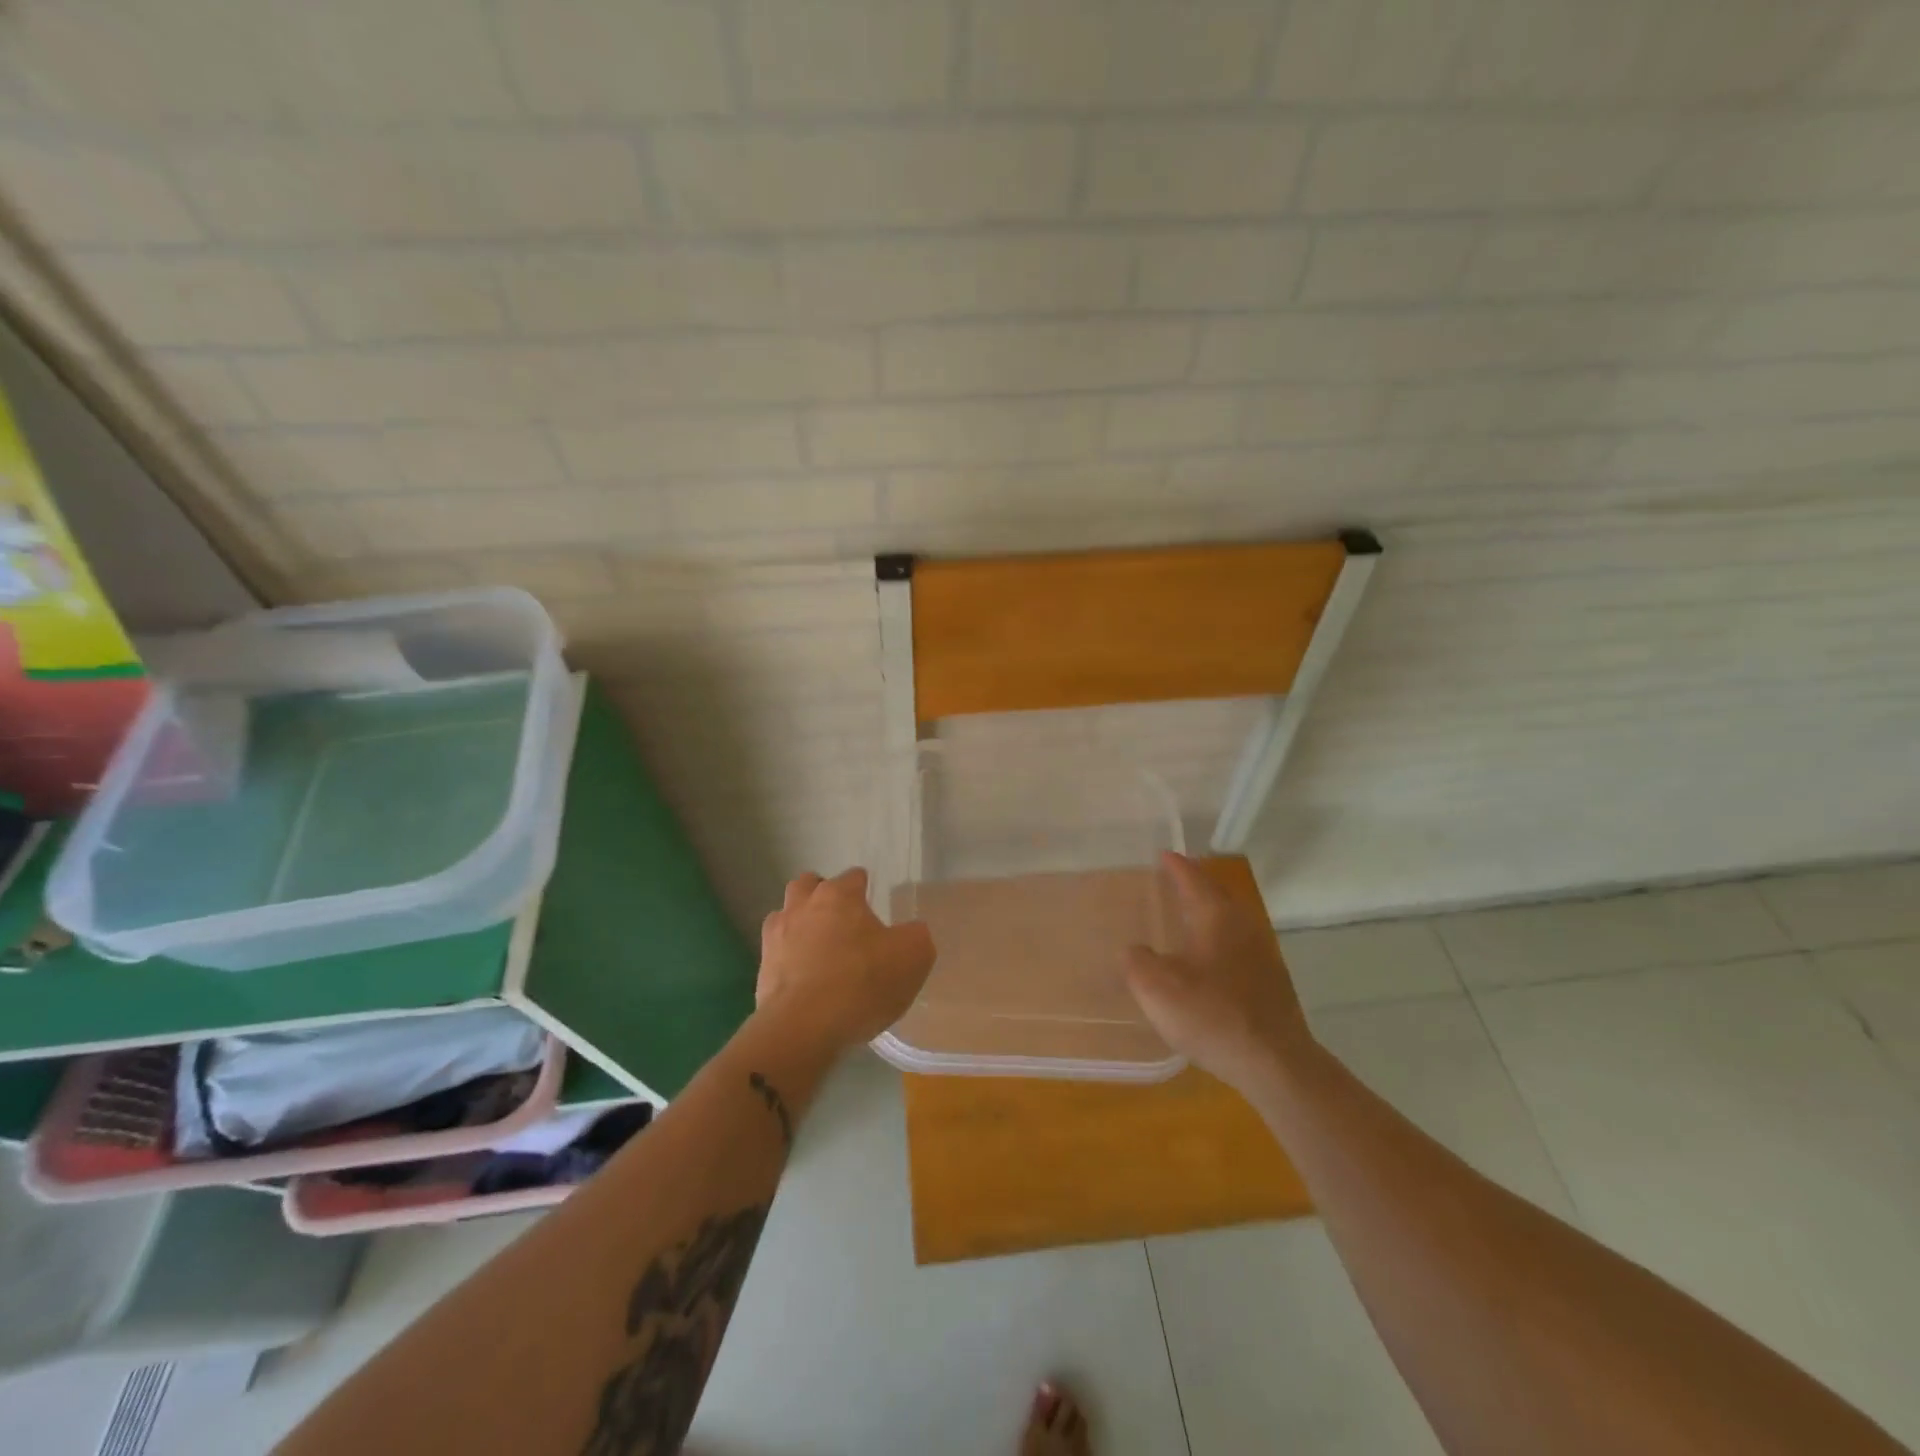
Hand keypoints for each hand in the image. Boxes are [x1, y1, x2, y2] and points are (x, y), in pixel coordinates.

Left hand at [756, 868, 935, 1055]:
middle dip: (821, 893)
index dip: (864, 887)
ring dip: (799, 923)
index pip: (853, 876)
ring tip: (818, 947)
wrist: (803, 1029)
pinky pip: (776, 953)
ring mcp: (777, 936)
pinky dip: (788, 958)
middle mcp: (803, 906)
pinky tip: (803, 977)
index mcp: (839, 896)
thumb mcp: (912, 957)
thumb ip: (916, 936)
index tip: (872, 903)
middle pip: (807, 885)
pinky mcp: (762, 969)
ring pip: (785, 915)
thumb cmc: (862, 983)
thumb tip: (911, 932)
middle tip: (840, 918)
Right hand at [1126, 852, 1313, 1095]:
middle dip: (1195, 884)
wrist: (1274, 1063)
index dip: (1175, 866)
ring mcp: (1262, 953)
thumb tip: (1135, 951)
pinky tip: (1207, 959)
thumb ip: (1137, 962)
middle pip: (1217, 894)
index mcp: (1216, 917)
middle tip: (1173, 879)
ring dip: (1208, 912)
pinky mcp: (1270, 982)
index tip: (1163, 853)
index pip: (1193, 879)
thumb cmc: (1212, 1015)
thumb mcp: (1157, 988)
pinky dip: (1218, 939)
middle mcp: (1243, 926)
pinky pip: (1237, 945)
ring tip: (1187, 915)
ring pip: (1230, 920)